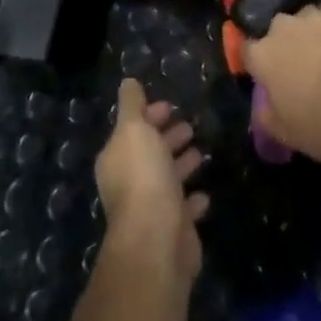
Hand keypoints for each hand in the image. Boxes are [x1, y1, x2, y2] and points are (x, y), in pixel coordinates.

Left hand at [95, 79, 208, 287]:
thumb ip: (131, 105)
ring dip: (181, 165)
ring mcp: (151, 208)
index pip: (131, 130)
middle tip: (189, 126)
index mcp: (116, 159)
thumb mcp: (134, 130)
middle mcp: (129, 183)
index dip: (148, 116)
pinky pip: (183, 208)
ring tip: (200, 151)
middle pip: (149, 154)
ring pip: (167, 179)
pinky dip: (192, 199)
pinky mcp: (172, 229)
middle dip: (167, 138)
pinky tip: (203, 193)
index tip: (169, 106)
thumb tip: (127, 82)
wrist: (157, 238)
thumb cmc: (144, 176)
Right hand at [243, 0, 320, 179]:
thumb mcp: (282, 132)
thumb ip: (265, 112)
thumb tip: (264, 102)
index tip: (267, 77)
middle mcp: (284, 27)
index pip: (248, 50)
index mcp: (263, 55)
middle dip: (285, 43)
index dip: (257, 64)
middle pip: (277, 29)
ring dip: (311, 30)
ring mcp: (316, 17)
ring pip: (306, 17)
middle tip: (299, 65)